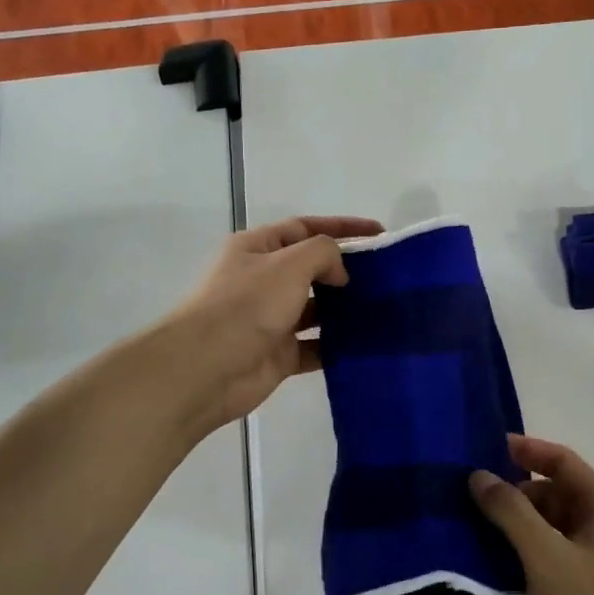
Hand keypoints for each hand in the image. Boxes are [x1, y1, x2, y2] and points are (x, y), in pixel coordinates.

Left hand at [167, 215, 382, 433]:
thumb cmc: (247, 305)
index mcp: (258, 248)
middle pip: (312, 269)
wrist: (207, 367)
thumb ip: (324, 253)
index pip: (306, 228)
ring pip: (316, 309)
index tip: (380, 234)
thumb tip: (339, 274)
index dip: (343, 227)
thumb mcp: (289, 263)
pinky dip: (337, 345)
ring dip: (345, 309)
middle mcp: (264, 280)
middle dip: (346, 270)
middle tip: (386, 277)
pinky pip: (315, 347)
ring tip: (382, 309)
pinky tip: (365, 343)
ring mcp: (271, 320)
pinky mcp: (279, 355)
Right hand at [470, 435, 593, 594]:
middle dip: (514, 491)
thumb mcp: (546, 555)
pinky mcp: (582, 592)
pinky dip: (519, 553)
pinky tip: (487, 562)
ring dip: (513, 524)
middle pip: (554, 494)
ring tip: (469, 523)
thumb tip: (479, 476)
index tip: (487, 448)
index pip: (564, 463)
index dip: (528, 451)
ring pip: (547, 528)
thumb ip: (510, 511)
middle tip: (470, 493)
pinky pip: (546, 558)